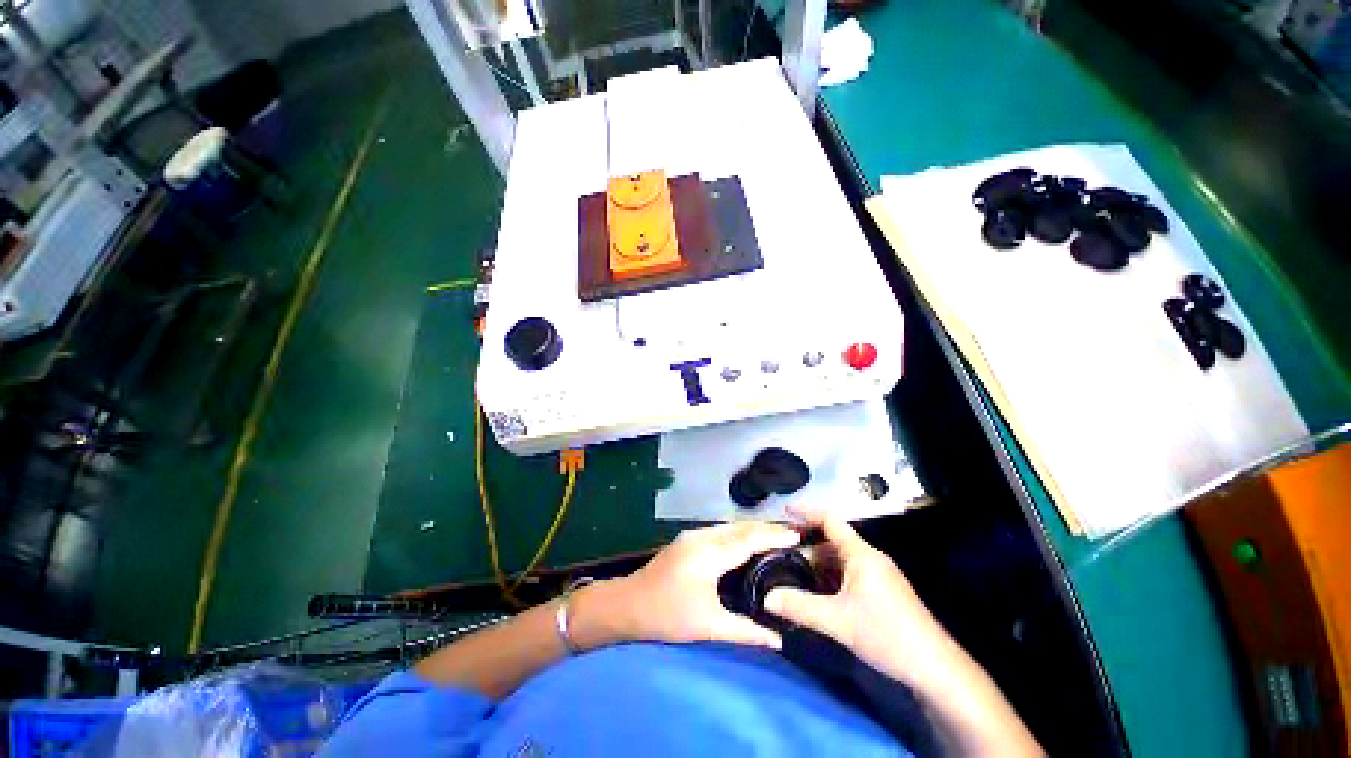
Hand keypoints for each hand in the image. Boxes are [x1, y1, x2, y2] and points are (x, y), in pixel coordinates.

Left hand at [594, 522, 800, 650]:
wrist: (629, 603)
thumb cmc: (668, 615)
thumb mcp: (708, 626)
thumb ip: (745, 631)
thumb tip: (778, 641)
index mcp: (709, 554)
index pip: (748, 539)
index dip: (772, 535)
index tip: (796, 535)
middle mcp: (702, 536)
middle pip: (740, 527)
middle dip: (766, 528)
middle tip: (791, 533)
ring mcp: (693, 535)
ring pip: (729, 525)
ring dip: (752, 528)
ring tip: (774, 535)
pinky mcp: (687, 538)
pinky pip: (720, 529)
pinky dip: (738, 532)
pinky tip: (746, 541)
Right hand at [764, 510, 957, 689]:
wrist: (934, 668)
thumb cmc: (887, 633)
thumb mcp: (838, 620)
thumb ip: (799, 607)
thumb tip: (766, 597)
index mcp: (861, 554)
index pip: (830, 520)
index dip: (806, 512)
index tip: (784, 510)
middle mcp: (869, 558)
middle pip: (831, 541)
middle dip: (805, 546)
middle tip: (778, 552)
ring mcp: (876, 576)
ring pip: (838, 561)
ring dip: (816, 566)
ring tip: (790, 573)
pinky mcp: (880, 592)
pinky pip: (847, 576)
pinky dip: (828, 580)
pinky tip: (814, 594)